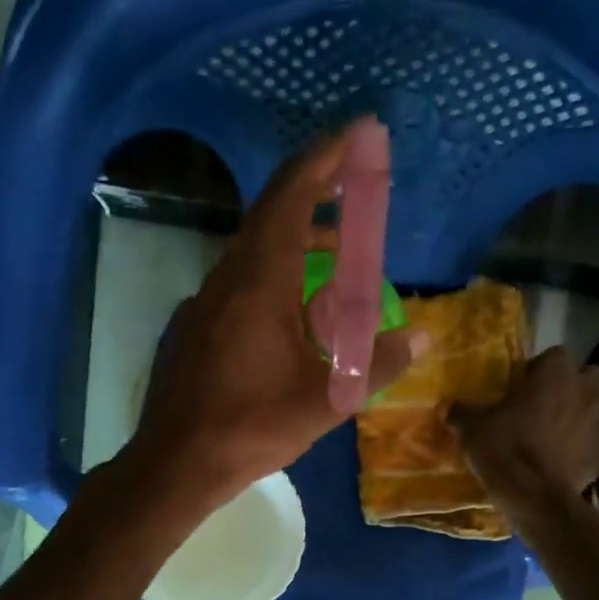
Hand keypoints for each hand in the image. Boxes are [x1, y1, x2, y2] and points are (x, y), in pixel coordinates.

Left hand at [129, 123, 420, 503]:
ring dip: (296, 244)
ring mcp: (204, 302)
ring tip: (336, 260)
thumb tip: (422, 336)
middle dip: (316, 198)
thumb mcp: (327, 400)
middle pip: (272, 217)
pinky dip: (274, 276)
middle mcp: (226, 279)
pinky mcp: (194, 326)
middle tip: (354, 195)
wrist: (176, 463)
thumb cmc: (251, 426)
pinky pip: (240, 283)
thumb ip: (377, 363)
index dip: (323, 160)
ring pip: (254, 253)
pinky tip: (294, 313)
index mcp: (258, 282)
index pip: (290, 197)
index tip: (355, 136)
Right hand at [452, 345, 598, 514]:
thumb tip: (446, 406)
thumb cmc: (505, 449)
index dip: (540, 368)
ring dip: (580, 414)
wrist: (535, 497)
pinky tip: (559, 459)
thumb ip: (461, 412)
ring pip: (596, 408)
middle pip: (589, 376)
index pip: (556, 354)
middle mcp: (585, 391)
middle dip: (572, 385)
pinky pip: (593, 441)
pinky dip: (580, 446)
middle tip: (545, 402)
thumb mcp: (472, 429)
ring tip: (554, 432)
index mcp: (557, 373)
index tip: (522, 385)